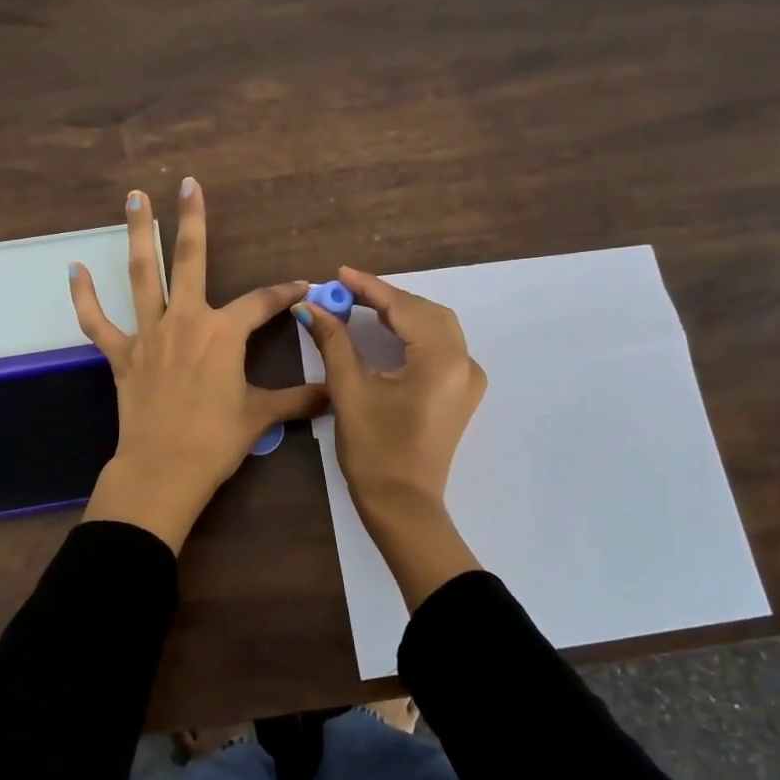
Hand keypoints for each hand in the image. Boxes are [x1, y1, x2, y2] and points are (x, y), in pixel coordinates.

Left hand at [71, 180, 326, 553]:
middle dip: (191, 219)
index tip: (302, 287)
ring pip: (142, 274)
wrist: (163, 469)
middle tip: (187, 183)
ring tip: (134, 197)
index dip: (285, 292)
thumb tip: (334, 394)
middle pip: (190, 260)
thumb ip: (298, 399)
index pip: (261, 301)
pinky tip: (74, 269)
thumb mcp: (261, 416)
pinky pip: (97, 322)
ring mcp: (148, 334)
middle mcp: (185, 320)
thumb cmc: (216, 441)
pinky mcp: (121, 355)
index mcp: (223, 332)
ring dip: (139, 234)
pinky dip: (84, 296)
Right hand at [297, 267, 486, 607]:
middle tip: (347, 292)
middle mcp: (464, 362)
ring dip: (402, 313)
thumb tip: (311, 306)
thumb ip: (334, 341)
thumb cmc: (374, 450)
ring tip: (363, 306)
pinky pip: (441, 347)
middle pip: (426, 312)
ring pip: (437, 327)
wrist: (403, 505)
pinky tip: (390, 333)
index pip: (403, 308)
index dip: (369, 288)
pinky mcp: (461, 393)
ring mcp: (468, 379)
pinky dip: (415, 332)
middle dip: (387, 298)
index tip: (339, 273)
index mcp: (441, 360)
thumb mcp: (349, 390)